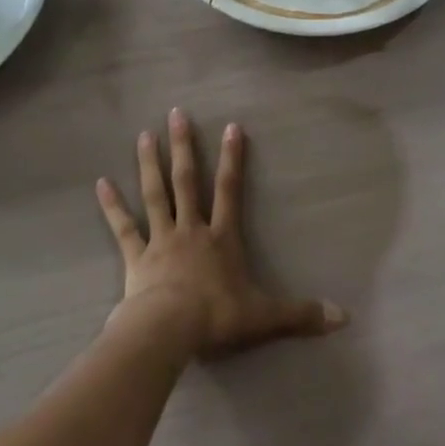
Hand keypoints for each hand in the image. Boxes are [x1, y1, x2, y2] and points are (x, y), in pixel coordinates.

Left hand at [95, 109, 345, 359]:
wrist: (169, 332)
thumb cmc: (217, 318)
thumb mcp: (264, 317)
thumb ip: (301, 314)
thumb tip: (343, 318)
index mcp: (221, 238)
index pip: (230, 190)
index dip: (233, 158)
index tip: (231, 126)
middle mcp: (190, 229)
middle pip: (186, 180)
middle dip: (183, 146)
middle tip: (176, 113)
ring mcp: (160, 240)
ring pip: (155, 194)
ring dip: (150, 163)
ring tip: (144, 134)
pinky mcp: (136, 258)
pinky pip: (123, 228)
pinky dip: (112, 206)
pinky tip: (101, 183)